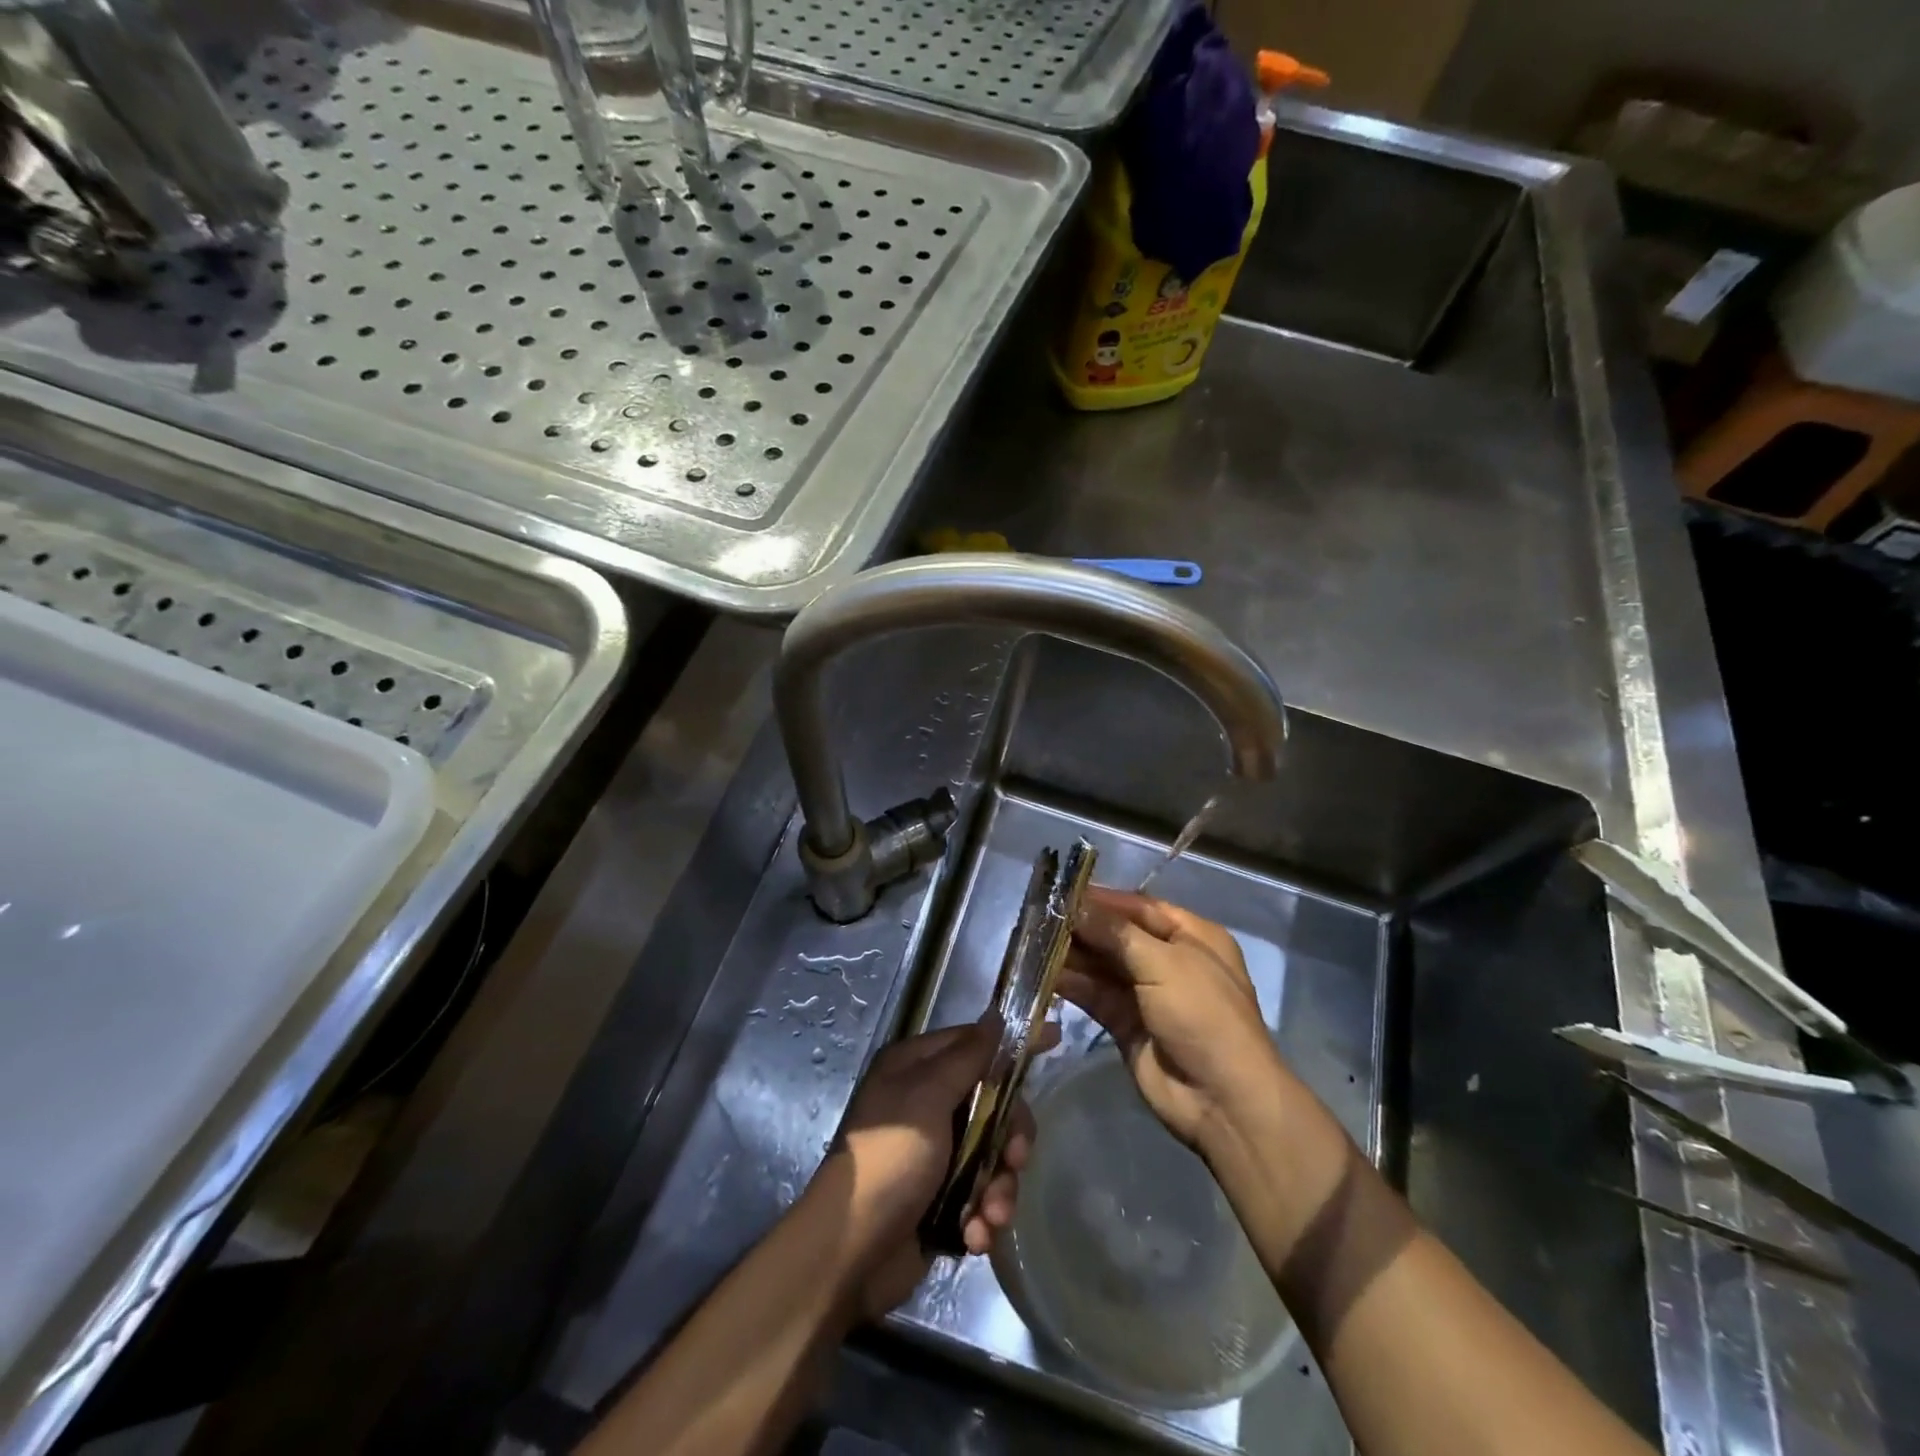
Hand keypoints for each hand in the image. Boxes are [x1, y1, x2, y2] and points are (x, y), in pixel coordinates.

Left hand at [828, 1019, 1054, 1318]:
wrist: (850, 1253)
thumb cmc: (889, 1158)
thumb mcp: (928, 1096)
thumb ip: (968, 1057)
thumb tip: (996, 1014)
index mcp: (916, 1069)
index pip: (975, 1044)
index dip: (1012, 1045)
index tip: (1056, 1039)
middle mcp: (927, 1103)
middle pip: (994, 1104)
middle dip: (1010, 1138)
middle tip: (1016, 1160)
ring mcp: (936, 1153)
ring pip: (994, 1155)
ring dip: (999, 1187)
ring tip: (990, 1214)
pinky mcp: (943, 1199)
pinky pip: (982, 1195)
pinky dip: (984, 1216)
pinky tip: (975, 1235)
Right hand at [1060, 887, 1284, 1151]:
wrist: (1222, 1100)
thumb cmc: (1203, 1015)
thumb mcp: (1164, 963)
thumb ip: (1116, 933)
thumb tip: (1076, 905)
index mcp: (1192, 937)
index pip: (1139, 907)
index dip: (1102, 899)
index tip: (1060, 891)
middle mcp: (1169, 960)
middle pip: (1117, 935)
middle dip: (1081, 927)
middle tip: (1037, 917)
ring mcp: (1147, 994)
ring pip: (1102, 965)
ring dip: (1071, 954)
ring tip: (1031, 942)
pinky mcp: (1126, 1024)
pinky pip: (1094, 995)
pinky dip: (1071, 984)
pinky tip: (1042, 973)